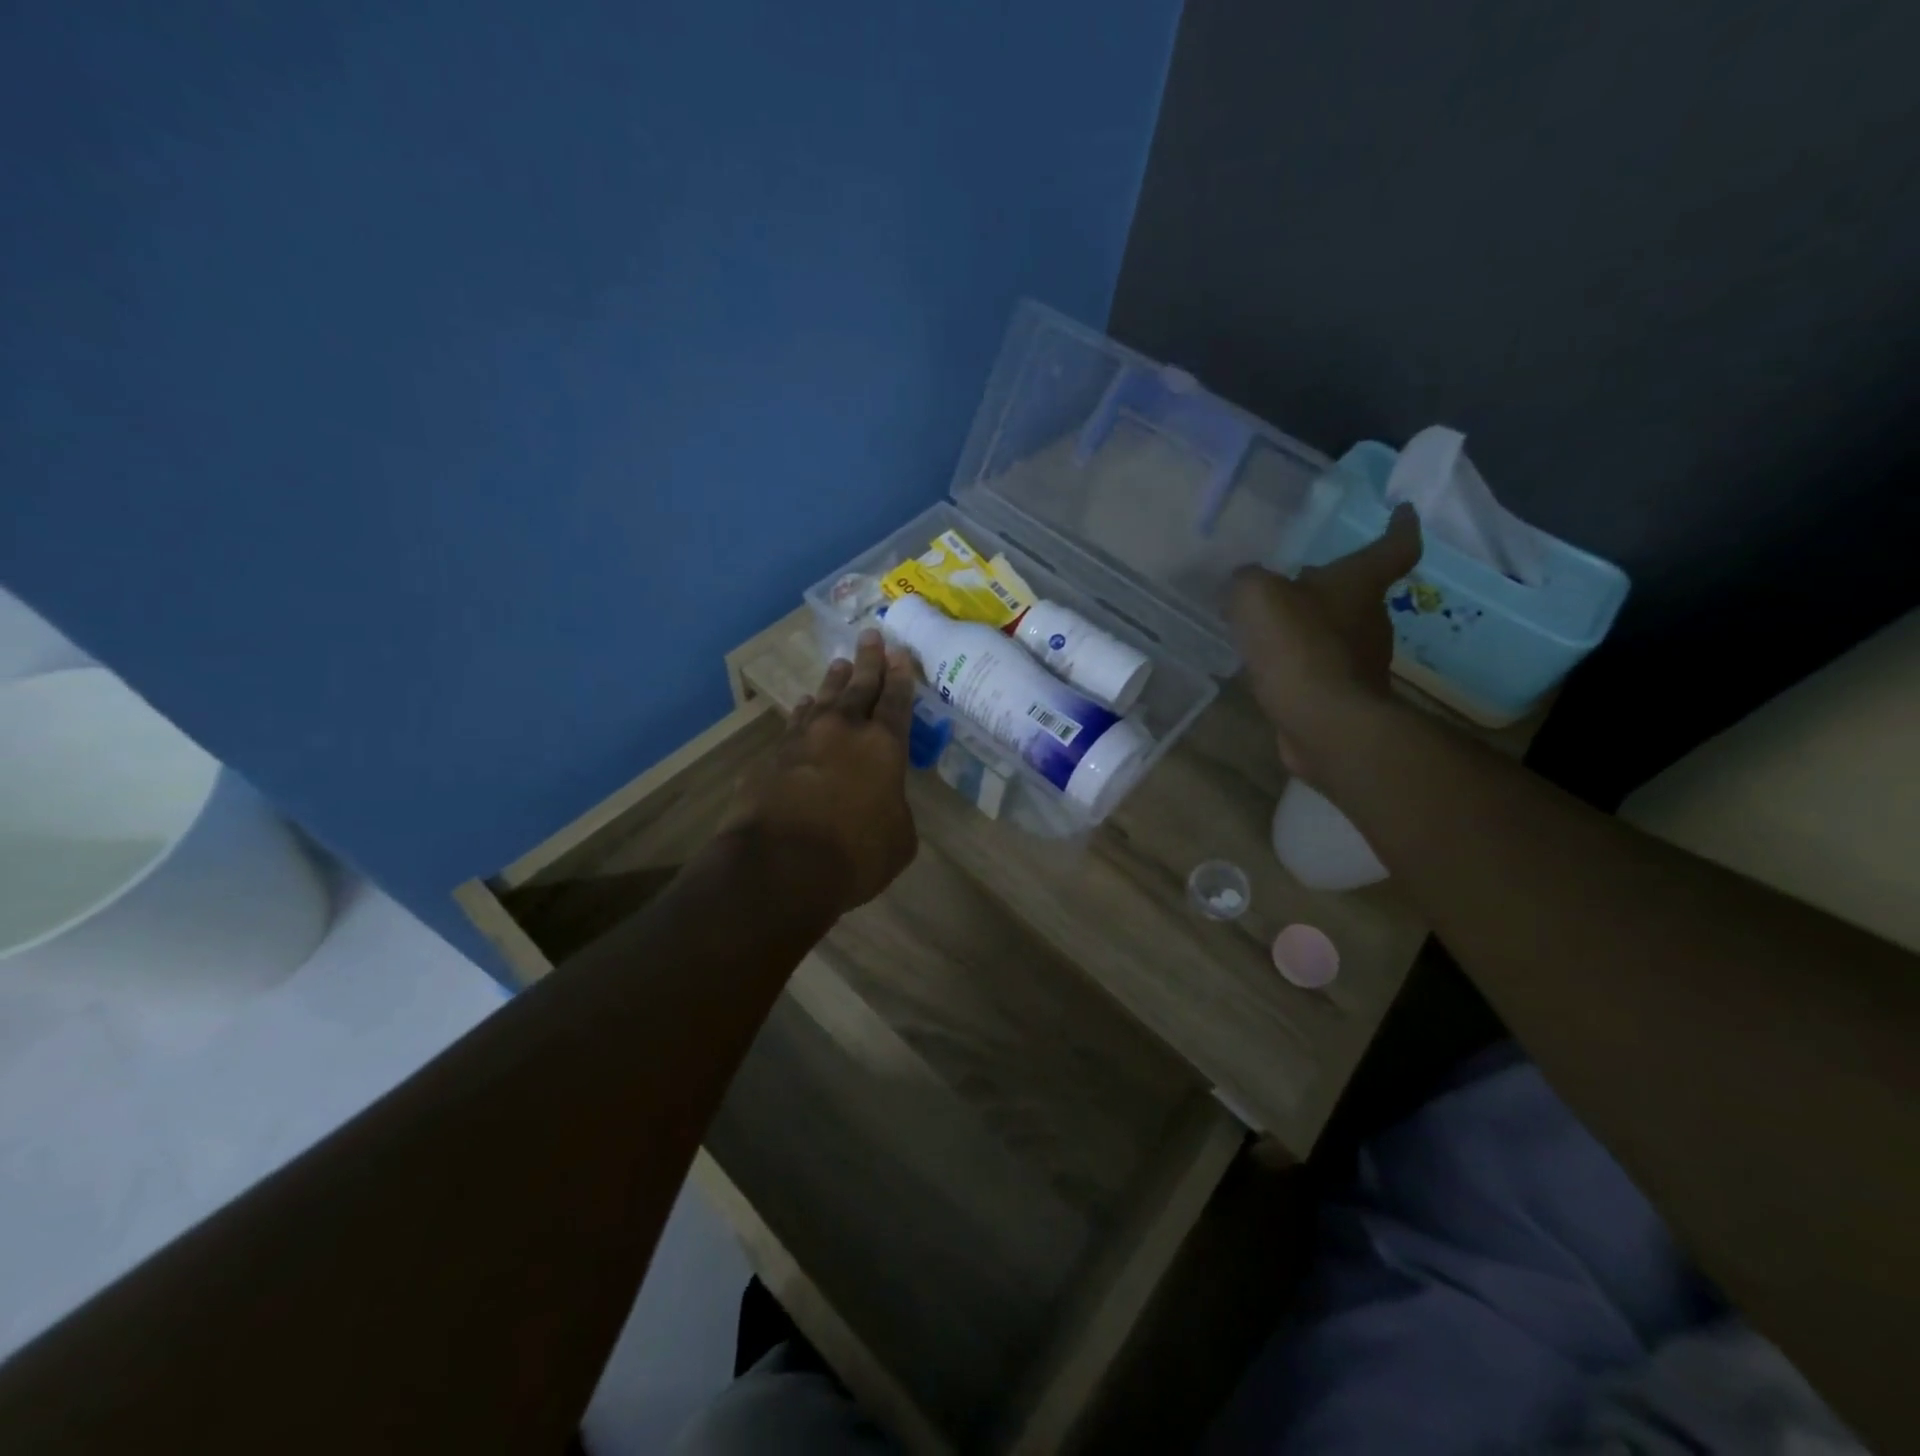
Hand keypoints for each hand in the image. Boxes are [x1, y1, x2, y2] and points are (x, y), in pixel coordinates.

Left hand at [725, 629, 919, 913]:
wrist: (779, 864)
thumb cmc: (854, 855)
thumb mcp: (899, 839)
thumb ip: (895, 810)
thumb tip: (883, 803)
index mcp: (884, 747)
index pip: (896, 702)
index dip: (901, 677)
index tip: (900, 652)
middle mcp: (843, 731)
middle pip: (859, 687)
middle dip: (868, 661)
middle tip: (870, 635)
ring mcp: (803, 740)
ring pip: (823, 699)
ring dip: (833, 680)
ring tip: (839, 664)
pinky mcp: (771, 757)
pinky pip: (794, 724)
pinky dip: (803, 713)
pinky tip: (803, 706)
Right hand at [1227, 504, 1421, 779]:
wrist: (1322, 722)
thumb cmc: (1297, 646)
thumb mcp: (1256, 597)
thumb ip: (1247, 581)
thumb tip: (1245, 582)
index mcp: (1360, 583)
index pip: (1394, 546)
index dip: (1400, 526)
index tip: (1402, 510)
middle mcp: (1371, 619)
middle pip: (1358, 592)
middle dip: (1330, 584)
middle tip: (1296, 578)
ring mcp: (1361, 662)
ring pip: (1337, 632)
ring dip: (1311, 626)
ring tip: (1271, 626)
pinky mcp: (1343, 696)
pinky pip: (1319, 668)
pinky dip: (1299, 663)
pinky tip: (1270, 667)